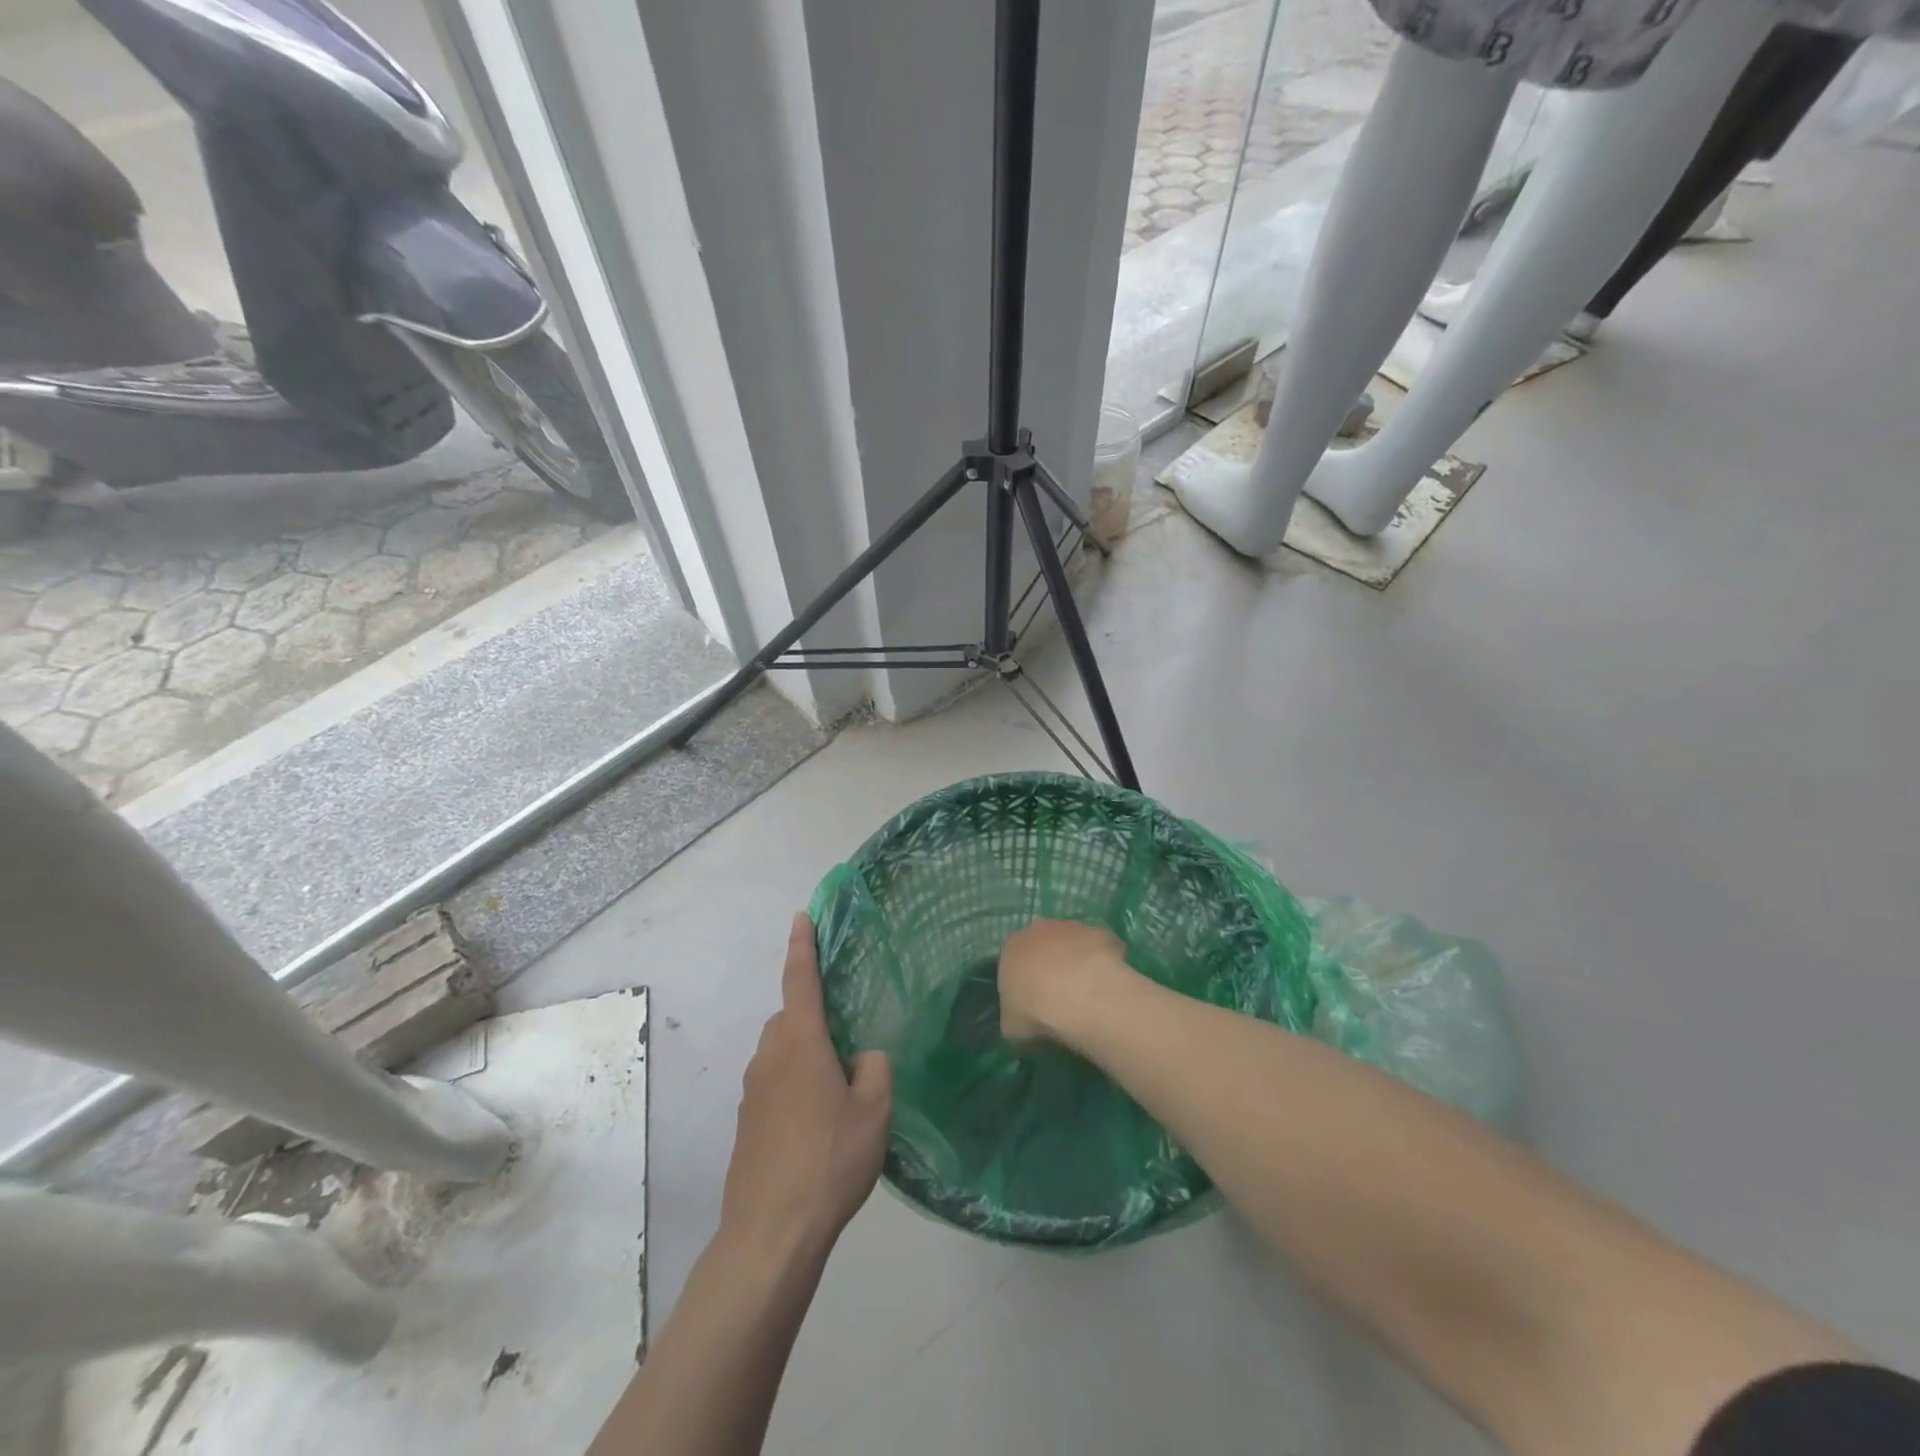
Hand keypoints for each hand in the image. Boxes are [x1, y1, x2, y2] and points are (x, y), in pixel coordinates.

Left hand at [720, 914, 892, 1260]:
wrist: (770, 1233)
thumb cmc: (829, 1159)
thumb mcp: (874, 1110)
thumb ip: (875, 1068)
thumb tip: (862, 1059)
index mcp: (799, 1042)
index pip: (801, 979)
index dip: (803, 945)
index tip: (801, 917)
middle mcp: (769, 1057)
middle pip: (791, 1019)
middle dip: (814, 1018)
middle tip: (849, 1043)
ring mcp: (752, 1092)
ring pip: (782, 1054)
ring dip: (806, 1057)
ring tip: (839, 1093)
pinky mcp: (747, 1123)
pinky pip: (775, 1085)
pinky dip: (795, 1087)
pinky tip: (818, 1126)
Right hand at [998, 919, 1132, 1047]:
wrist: (1078, 996)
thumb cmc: (1035, 1011)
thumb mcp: (1011, 1026)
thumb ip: (1014, 1016)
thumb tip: (1022, 1020)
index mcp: (1012, 948)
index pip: (1014, 961)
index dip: (1025, 982)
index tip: (1034, 1002)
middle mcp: (1039, 930)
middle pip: (1044, 946)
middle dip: (1051, 966)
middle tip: (1061, 996)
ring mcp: (1073, 928)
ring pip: (1073, 943)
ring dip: (1077, 961)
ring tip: (1087, 993)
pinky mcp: (1101, 933)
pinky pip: (1102, 949)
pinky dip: (1104, 963)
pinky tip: (1107, 986)